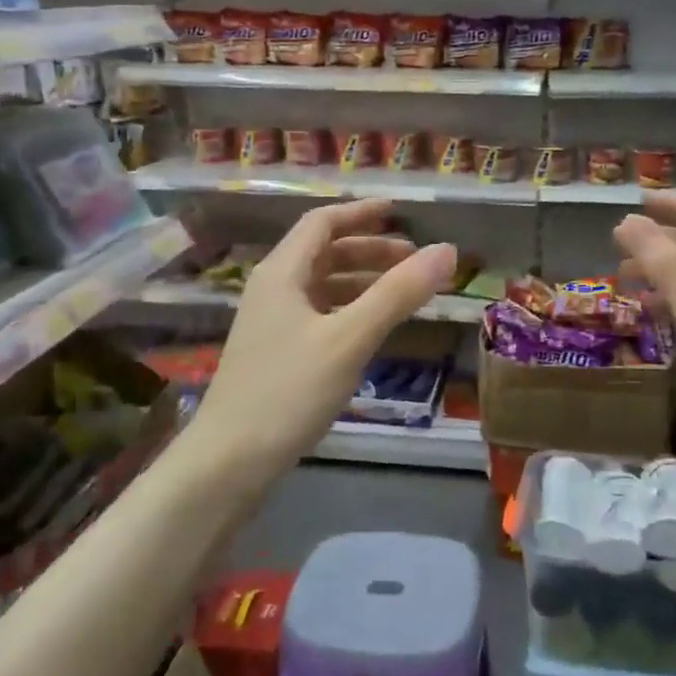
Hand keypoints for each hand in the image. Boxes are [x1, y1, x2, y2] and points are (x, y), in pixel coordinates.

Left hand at [191, 200, 456, 478]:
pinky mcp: (276, 354)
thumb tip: (447, 251)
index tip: (399, 213)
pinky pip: (320, 315)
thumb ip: (398, 293)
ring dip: (362, 281)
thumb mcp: (349, 338)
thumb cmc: (288, 392)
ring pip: (323, 286)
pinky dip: (350, 310)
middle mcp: (273, 290)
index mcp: (282, 273)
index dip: (361, 213)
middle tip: (414, 260)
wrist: (228, 463)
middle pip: (324, 253)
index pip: (322, 223)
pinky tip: (373, 329)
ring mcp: (272, 324)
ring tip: (403, 292)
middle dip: (370, 250)